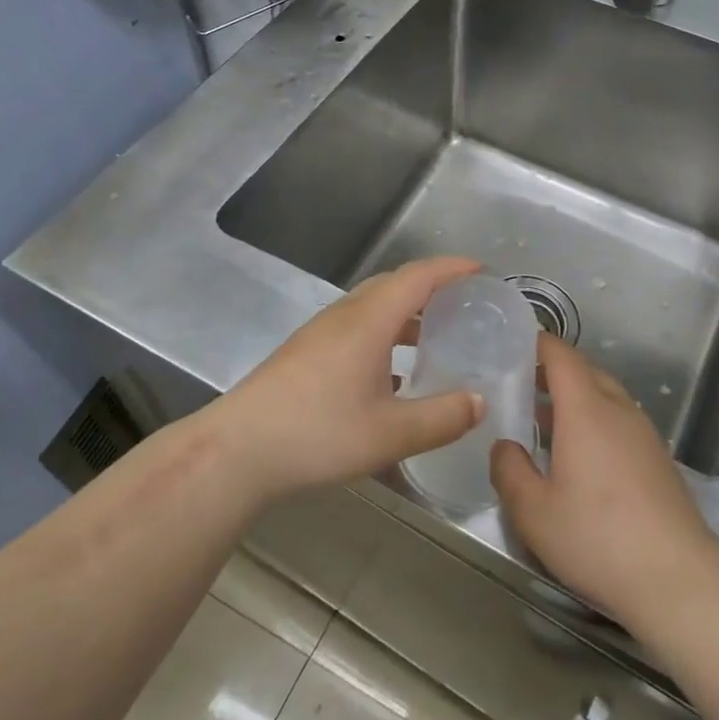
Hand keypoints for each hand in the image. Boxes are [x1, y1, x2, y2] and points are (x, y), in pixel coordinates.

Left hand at [212, 257, 486, 502]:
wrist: (237, 451)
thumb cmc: (317, 434)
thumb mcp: (390, 434)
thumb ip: (442, 417)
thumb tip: (480, 402)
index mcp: (369, 320)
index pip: (418, 276)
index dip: (452, 268)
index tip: (482, 271)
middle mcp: (346, 315)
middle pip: (395, 284)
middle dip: (432, 286)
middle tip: (465, 303)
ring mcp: (321, 332)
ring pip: (373, 306)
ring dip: (407, 312)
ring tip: (436, 336)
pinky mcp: (307, 352)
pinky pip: (357, 326)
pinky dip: (386, 333)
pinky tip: (393, 374)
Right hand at [491, 335, 715, 627]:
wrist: (677, 577)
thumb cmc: (597, 537)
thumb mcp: (533, 511)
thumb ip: (509, 470)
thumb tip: (504, 446)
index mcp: (586, 408)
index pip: (560, 354)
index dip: (536, 344)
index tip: (511, 346)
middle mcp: (617, 408)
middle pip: (584, 371)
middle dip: (551, 373)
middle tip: (518, 387)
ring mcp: (643, 432)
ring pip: (604, 396)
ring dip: (574, 400)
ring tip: (542, 424)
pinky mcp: (657, 458)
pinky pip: (619, 421)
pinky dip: (594, 422)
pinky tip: (579, 458)